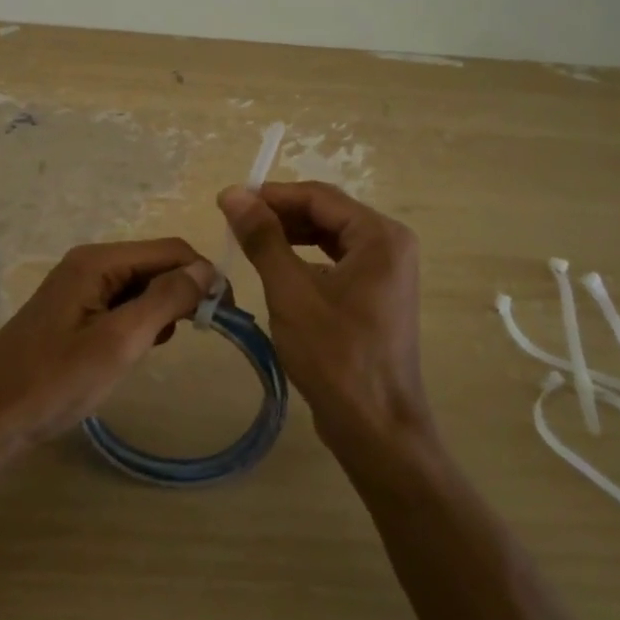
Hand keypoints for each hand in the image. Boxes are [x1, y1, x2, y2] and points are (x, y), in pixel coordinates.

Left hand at [0, 238, 214, 452]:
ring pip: (140, 287)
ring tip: (160, 347)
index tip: (227, 316)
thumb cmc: (54, 382)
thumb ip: (165, 300)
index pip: (171, 251)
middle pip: (155, 265)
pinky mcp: (74, 313)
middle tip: (202, 334)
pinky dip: (139, 323)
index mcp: (98, 261)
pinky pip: (121, 305)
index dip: (204, 276)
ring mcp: (79, 288)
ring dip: (162, 310)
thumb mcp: (118, 341)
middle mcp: (89, 264)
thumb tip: (207, 269)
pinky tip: (136, 350)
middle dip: (184, 293)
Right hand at [218, 181, 433, 461]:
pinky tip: (276, 269)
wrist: (375, 426)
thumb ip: (263, 238)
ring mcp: (386, 273)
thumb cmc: (335, 355)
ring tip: (247, 242)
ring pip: (330, 239)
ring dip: (290, 237)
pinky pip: (336, 263)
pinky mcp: (376, 296)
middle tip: (234, 223)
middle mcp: (390, 246)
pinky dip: (305, 260)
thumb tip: (232, 193)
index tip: (229, 201)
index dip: (272, 195)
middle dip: (280, 215)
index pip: (319, 197)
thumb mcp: (291, 291)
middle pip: (328, 214)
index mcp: (380, 236)